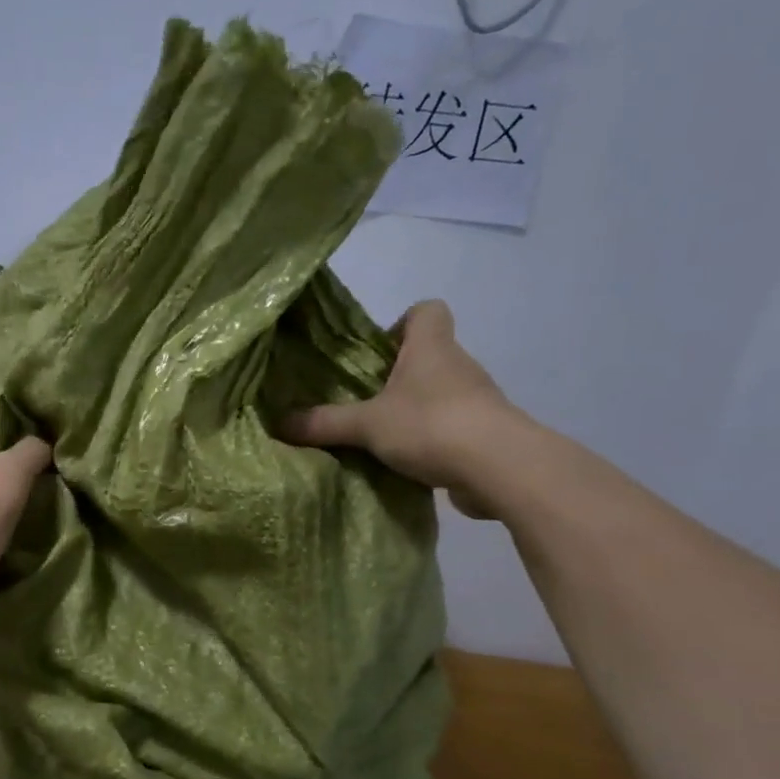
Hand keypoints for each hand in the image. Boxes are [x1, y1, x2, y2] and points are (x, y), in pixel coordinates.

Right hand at [281, 300, 518, 517]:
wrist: (500, 468)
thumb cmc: (431, 425)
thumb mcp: (366, 425)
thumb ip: (324, 423)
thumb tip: (279, 424)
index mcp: (431, 347)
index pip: (426, 310)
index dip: (401, 323)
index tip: (377, 353)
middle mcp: (458, 365)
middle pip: (429, 355)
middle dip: (398, 376)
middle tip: (365, 402)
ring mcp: (476, 400)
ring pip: (440, 393)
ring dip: (414, 410)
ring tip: (381, 437)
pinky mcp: (484, 434)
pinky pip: (451, 427)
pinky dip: (431, 440)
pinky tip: (407, 463)